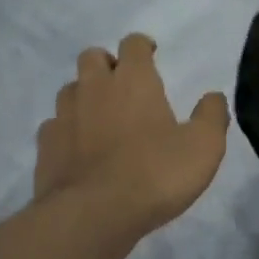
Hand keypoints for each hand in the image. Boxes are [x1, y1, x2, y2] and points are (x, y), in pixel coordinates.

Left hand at [36, 34, 231, 240]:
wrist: (93, 214)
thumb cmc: (155, 174)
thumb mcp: (203, 147)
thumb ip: (211, 116)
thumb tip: (213, 97)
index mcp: (133, 80)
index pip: (133, 44)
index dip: (143, 46)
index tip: (151, 55)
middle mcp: (94, 88)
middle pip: (92, 57)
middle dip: (107, 64)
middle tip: (123, 85)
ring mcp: (64, 115)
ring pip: (70, 90)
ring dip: (84, 96)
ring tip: (100, 118)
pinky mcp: (45, 145)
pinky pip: (54, 126)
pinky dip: (66, 130)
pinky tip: (77, 149)